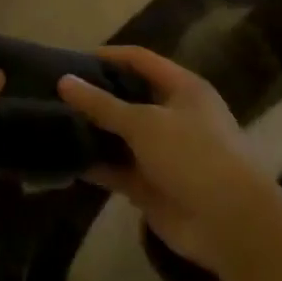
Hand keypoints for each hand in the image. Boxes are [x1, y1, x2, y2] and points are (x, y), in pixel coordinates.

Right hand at [59, 46, 276, 269]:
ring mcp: (162, 152)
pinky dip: (95, 165)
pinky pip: (117, 169)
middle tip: (53, 93)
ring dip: (91, 132)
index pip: (140, 60)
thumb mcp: (145, 123)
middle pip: (127, 97)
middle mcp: (173, 115)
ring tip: (51, 122)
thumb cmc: (193, 155)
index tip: (71, 59)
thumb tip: (64, 81)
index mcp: (182, 89)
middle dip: (94, 96)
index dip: (107, 56)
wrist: (230, 224)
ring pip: (120, 136)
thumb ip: (102, 104)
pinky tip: (64, 159)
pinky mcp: (151, 185)